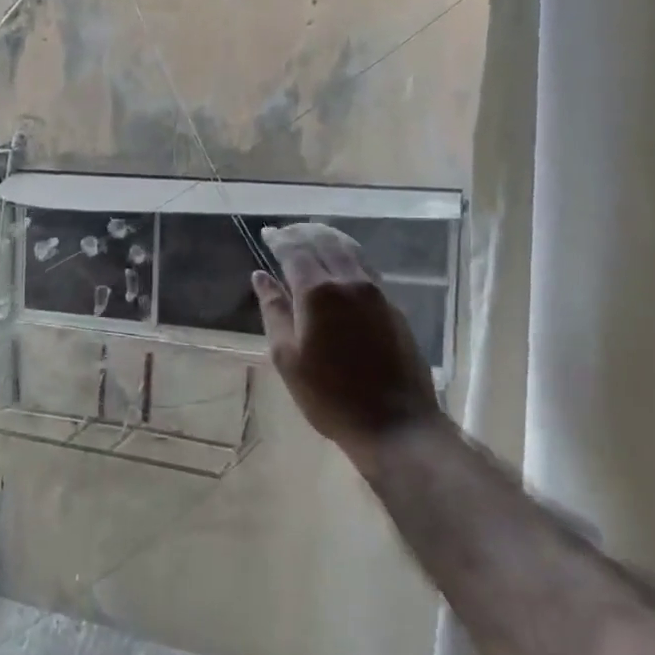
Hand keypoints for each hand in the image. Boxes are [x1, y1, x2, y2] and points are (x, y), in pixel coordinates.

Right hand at [252, 222, 443, 469]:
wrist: (394, 423)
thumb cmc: (329, 396)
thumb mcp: (287, 357)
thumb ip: (274, 311)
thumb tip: (260, 277)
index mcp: (318, 293)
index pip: (295, 251)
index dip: (279, 239)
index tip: (266, 232)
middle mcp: (350, 282)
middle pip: (325, 242)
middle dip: (303, 232)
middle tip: (285, 231)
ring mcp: (377, 292)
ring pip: (350, 250)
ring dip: (328, 237)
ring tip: (311, 235)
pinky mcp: (393, 306)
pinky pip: (366, 266)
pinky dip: (347, 253)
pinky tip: (340, 261)